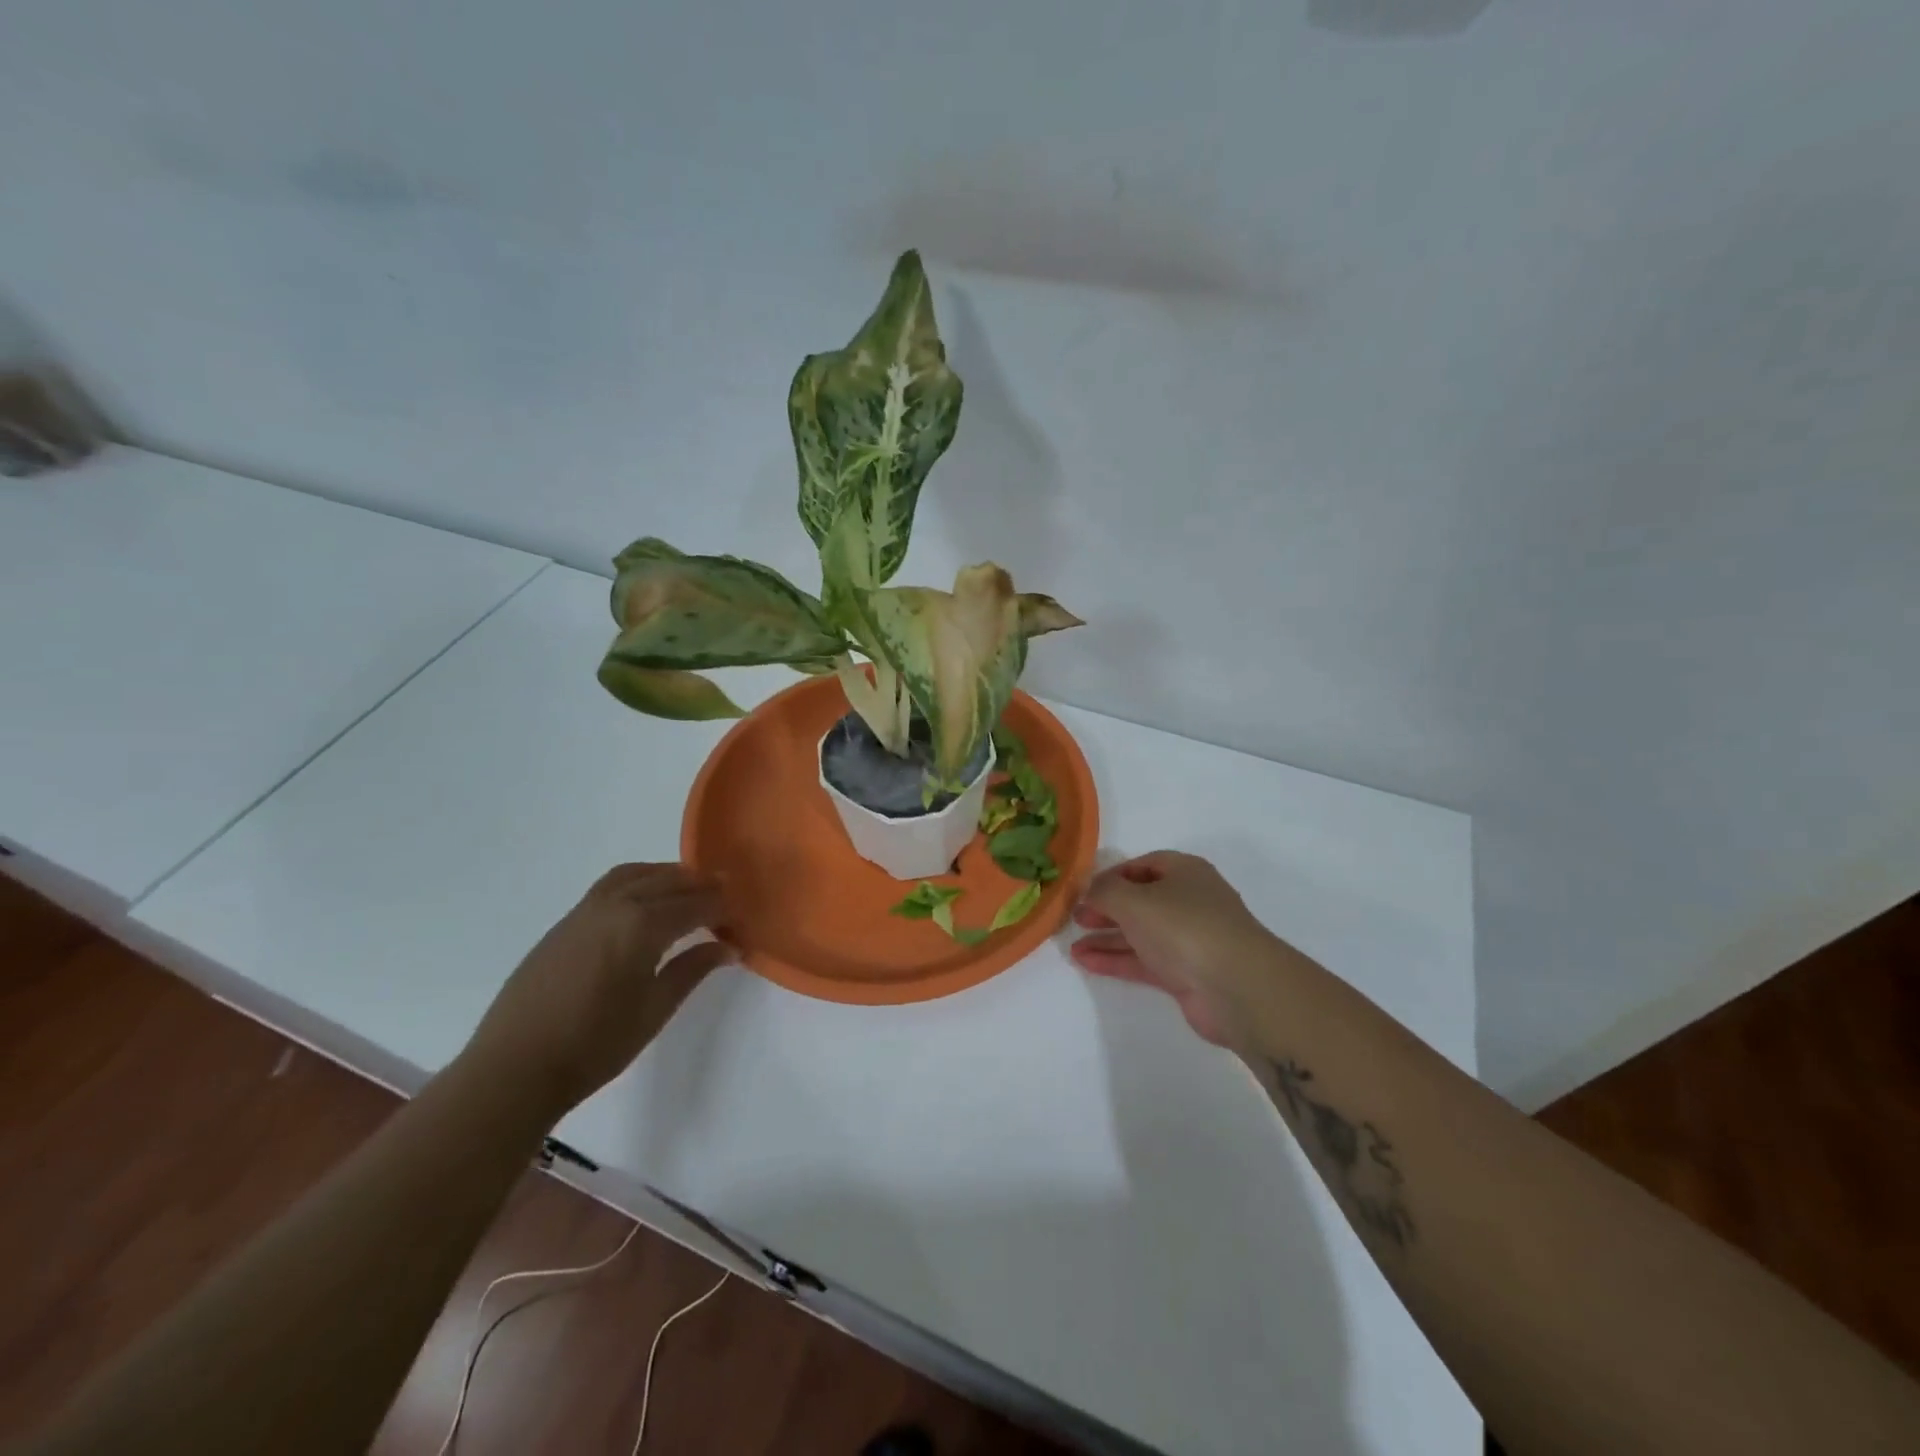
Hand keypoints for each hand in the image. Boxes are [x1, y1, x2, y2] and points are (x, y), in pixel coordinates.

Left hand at [464, 864, 729, 1116]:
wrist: (514, 1068)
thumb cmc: (595, 1044)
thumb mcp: (655, 1009)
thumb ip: (693, 969)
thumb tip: (729, 946)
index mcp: (643, 925)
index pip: (696, 905)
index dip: (723, 909)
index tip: (742, 919)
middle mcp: (616, 905)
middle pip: (669, 882)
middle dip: (701, 886)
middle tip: (726, 896)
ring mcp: (586, 910)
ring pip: (637, 875)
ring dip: (668, 876)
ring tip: (689, 889)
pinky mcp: (566, 922)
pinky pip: (612, 884)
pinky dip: (639, 881)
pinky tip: (646, 902)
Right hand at [1071, 851, 1275, 1047]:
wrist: (1236, 987)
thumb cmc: (1183, 927)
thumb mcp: (1133, 899)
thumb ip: (1103, 891)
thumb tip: (1087, 890)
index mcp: (1185, 872)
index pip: (1143, 864)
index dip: (1112, 874)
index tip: (1083, 890)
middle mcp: (1189, 901)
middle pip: (1141, 899)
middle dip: (1107, 908)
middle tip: (1076, 918)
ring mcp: (1189, 939)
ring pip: (1140, 933)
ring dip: (1107, 937)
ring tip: (1072, 945)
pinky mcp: (1185, 973)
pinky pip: (1143, 960)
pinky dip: (1116, 959)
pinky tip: (1086, 962)